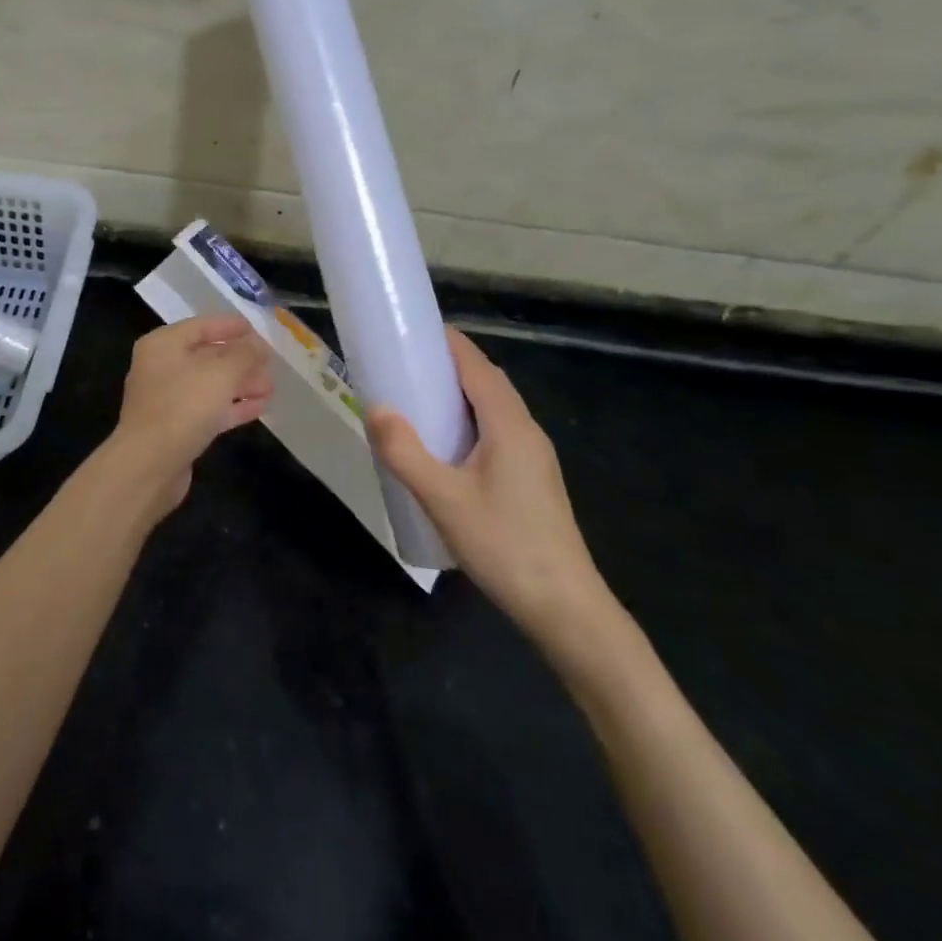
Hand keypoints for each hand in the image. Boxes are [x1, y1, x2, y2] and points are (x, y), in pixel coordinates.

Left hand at [109, 315, 273, 517]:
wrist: (150, 464)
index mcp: (164, 344)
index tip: (257, 330)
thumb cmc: (183, 406)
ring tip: (271, 388)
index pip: (201, 326)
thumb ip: (245, 355)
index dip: (230, 326)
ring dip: (241, 384)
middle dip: (241, 360)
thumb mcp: (222, 373)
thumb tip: (259, 347)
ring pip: (210, 385)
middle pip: (207, 356)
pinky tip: (259, 408)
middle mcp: (162, 367)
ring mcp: (167, 399)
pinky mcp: (175, 428)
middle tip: (271, 364)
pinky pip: (209, 409)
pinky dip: (232, 407)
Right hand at [367, 329, 613, 646]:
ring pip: (493, 408)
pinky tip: (444, 447)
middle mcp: (526, 430)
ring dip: (457, 395)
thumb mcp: (443, 499)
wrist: (566, 609)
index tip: (409, 331)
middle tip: (402, 365)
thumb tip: (375, 407)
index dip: (446, 342)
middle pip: (486, 381)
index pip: (476, 364)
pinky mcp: (532, 479)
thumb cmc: (504, 546)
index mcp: (509, 424)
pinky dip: (468, 421)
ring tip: (415, 400)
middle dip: (447, 365)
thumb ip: (405, 452)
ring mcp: (533, 456)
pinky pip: (497, 431)